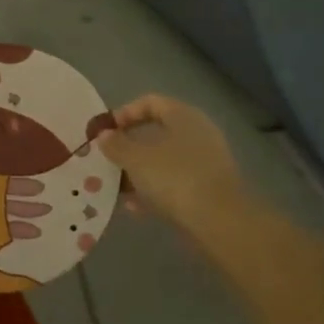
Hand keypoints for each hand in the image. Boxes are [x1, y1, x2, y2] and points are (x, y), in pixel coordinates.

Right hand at [97, 94, 241, 232]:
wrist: (219, 221)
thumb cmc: (175, 178)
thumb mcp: (136, 159)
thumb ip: (116, 145)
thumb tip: (103, 135)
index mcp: (184, 116)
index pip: (150, 102)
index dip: (124, 113)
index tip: (105, 131)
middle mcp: (198, 134)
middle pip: (156, 132)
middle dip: (128, 146)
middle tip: (107, 158)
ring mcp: (205, 163)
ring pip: (164, 160)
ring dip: (138, 171)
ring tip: (116, 186)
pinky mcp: (207, 189)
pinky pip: (173, 183)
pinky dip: (153, 190)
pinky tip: (134, 208)